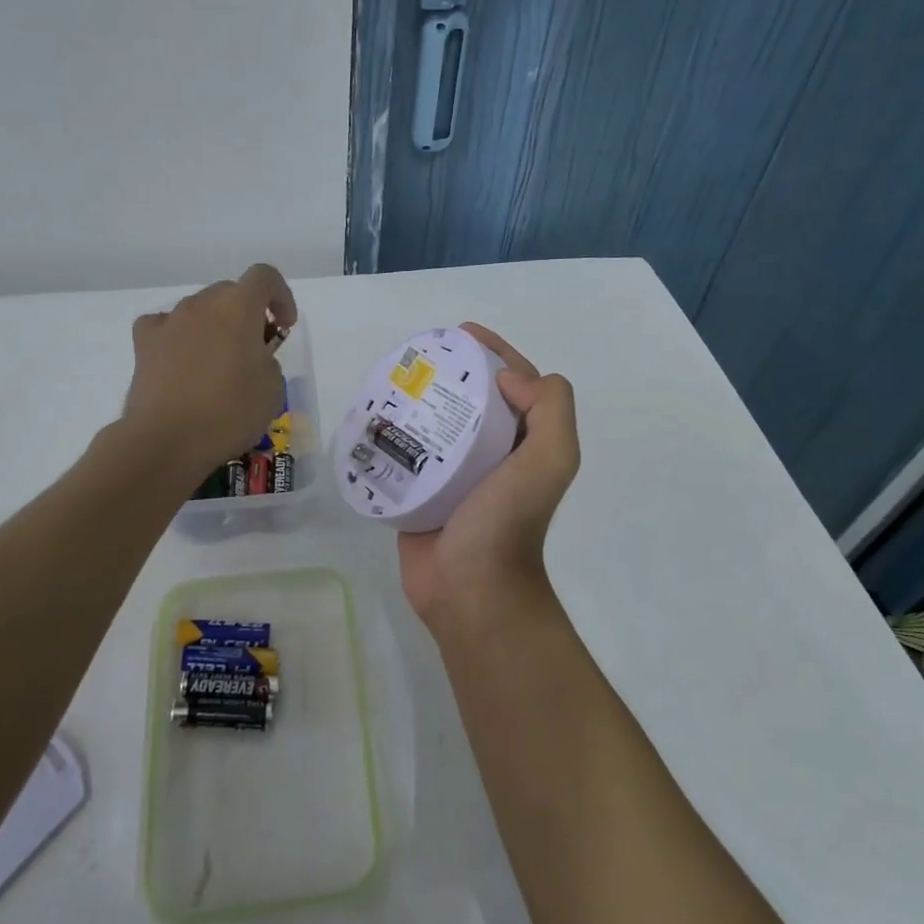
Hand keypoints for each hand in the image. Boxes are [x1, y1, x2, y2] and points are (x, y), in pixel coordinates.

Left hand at [123, 263, 297, 475]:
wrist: (166, 440)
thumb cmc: (229, 413)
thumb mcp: (273, 389)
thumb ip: (268, 361)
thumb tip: (253, 358)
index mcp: (238, 307)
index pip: (264, 277)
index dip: (281, 296)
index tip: (284, 326)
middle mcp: (202, 304)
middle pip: (230, 292)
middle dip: (248, 314)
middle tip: (255, 350)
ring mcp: (169, 321)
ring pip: (199, 310)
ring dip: (215, 327)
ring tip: (219, 364)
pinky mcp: (143, 343)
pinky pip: (166, 326)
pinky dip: (179, 337)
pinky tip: (183, 362)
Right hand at [397, 324, 579, 635]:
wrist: (470, 590)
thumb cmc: (507, 522)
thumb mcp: (551, 460)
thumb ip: (550, 410)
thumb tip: (506, 379)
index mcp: (524, 441)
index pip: (514, 382)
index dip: (493, 352)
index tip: (460, 333)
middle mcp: (493, 453)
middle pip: (472, 397)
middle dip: (450, 370)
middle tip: (418, 355)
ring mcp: (454, 473)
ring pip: (437, 421)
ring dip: (419, 397)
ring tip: (390, 378)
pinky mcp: (420, 491)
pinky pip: (407, 451)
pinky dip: (395, 431)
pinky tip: (373, 415)